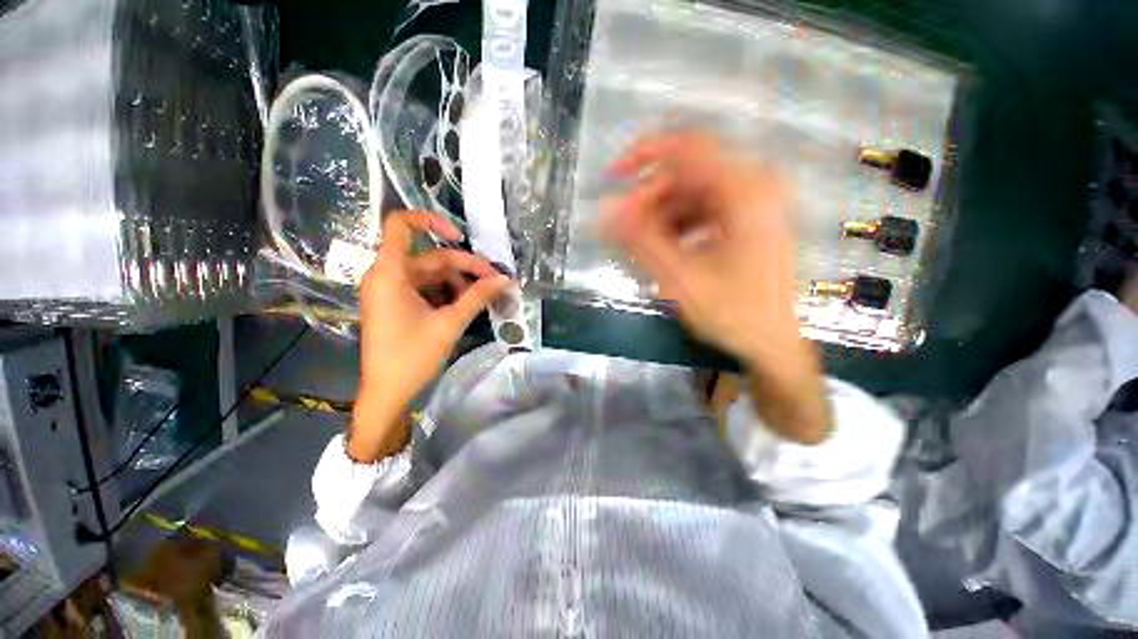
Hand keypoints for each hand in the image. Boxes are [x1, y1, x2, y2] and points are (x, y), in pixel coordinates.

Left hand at [350, 211, 510, 461]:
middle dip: (465, 267)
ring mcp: (391, 291)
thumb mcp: (450, 323)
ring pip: (431, 274)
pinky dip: (446, 293)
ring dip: (459, 282)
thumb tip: (505, 279)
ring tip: (484, 297)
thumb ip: (478, 297)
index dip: (431, 221)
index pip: (401, 225)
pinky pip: (425, 289)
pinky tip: (466, 305)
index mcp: (390, 273)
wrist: (387, 392)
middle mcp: (387, 275)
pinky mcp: (396, 304)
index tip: (460, 237)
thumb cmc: (413, 356)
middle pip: (431, 257)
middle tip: (496, 280)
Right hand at [603, 130, 830, 442]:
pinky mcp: (746, 221)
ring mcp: (752, 204)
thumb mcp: (682, 278)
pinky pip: (702, 210)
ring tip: (643, 247)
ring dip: (661, 216)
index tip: (612, 176)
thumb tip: (606, 208)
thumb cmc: (734, 315)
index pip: (688, 147)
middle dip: (649, 199)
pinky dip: (677, 226)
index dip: (645, 154)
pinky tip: (667, 251)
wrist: (773, 345)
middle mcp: (754, 187)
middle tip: (624, 229)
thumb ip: (642, 241)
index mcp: (746, 192)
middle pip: (687, 174)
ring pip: (692, 194)